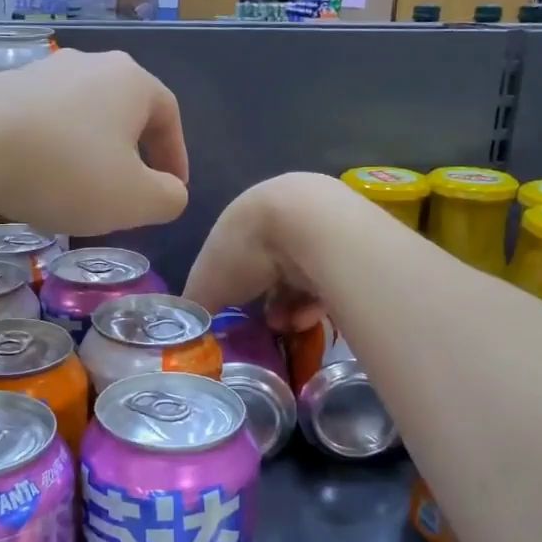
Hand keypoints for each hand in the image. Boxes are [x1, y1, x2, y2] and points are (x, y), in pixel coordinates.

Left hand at [0, 48, 189, 235]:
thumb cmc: (67, 170)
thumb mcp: (135, 200)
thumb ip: (168, 198)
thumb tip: (170, 191)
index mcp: (132, 81)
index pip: (169, 116)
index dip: (176, 156)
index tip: (171, 190)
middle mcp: (90, 64)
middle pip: (124, 112)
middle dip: (131, 153)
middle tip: (128, 190)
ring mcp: (43, 71)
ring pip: (81, 116)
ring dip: (88, 152)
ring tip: (79, 189)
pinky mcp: (2, 86)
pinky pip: (43, 121)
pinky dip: (50, 149)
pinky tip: (36, 178)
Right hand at [183, 173, 343, 332]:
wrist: (309, 225)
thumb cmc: (247, 250)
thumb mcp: (206, 283)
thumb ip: (197, 304)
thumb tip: (190, 326)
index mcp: (245, 217)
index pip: (235, 255)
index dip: (233, 287)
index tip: (235, 314)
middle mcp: (282, 215)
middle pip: (272, 267)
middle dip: (267, 301)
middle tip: (265, 325)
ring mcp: (319, 226)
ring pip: (302, 276)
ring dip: (292, 307)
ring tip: (288, 327)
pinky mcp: (351, 244)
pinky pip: (331, 279)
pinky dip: (317, 302)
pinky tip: (310, 318)